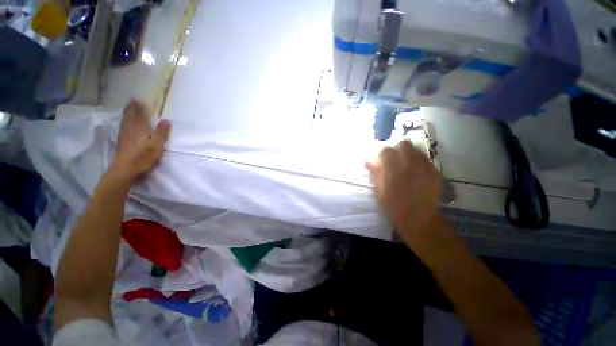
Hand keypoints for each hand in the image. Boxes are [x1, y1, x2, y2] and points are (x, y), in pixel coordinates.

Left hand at [111, 100, 170, 183]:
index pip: (140, 115)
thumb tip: (166, 120)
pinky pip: (122, 126)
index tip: (139, 99)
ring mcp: (124, 135)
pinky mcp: (121, 141)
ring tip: (128, 108)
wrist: (125, 169)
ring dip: (127, 113)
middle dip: (132, 108)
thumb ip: (161, 133)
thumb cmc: (143, 157)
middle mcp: (130, 129)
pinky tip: (124, 122)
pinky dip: (123, 121)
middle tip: (133, 100)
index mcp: (140, 129)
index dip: (140, 107)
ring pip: (125, 120)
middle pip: (130, 116)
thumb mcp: (156, 146)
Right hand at [365, 140, 441, 242]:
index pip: (385, 150)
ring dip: (409, 154)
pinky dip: (420, 162)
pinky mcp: (435, 173)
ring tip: (407, 166)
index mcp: (393, 168)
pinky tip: (418, 173)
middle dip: (397, 149)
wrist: (417, 220)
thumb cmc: (393, 206)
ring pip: (417, 150)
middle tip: (395, 161)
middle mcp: (409, 163)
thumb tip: (367, 160)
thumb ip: (374, 173)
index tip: (381, 161)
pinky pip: (427, 160)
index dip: (382, 154)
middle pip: (404, 144)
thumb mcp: (378, 190)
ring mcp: (425, 167)